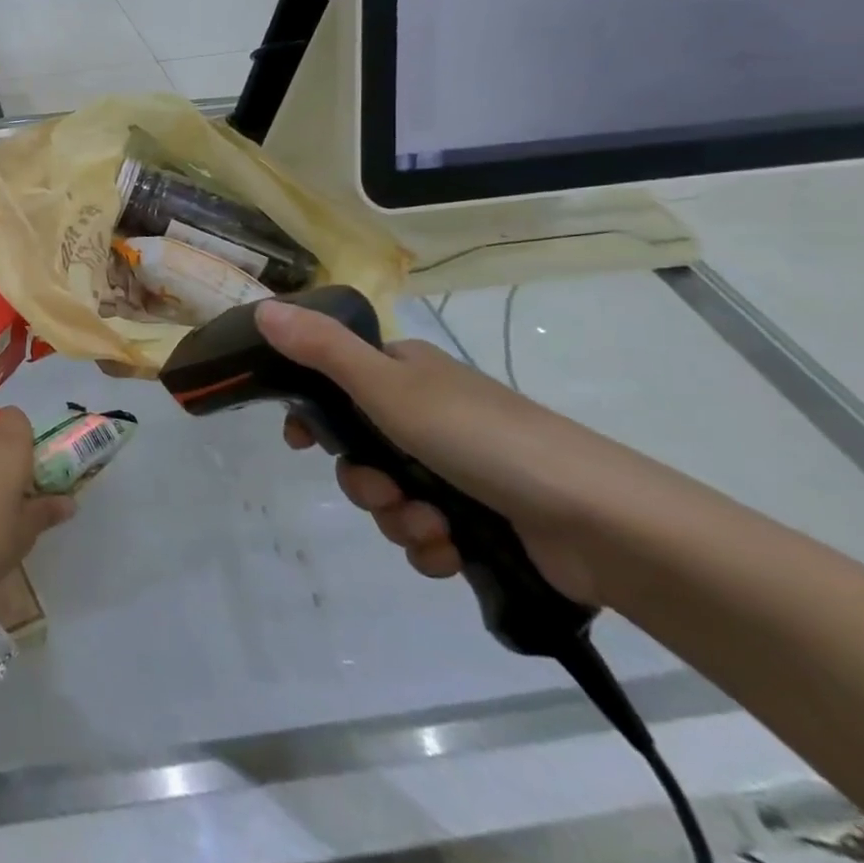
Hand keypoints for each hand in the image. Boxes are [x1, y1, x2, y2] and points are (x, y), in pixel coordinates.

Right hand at [255, 300, 604, 604]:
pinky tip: (451, 552)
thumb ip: (321, 350)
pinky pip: (427, 535)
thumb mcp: (388, 387)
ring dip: (397, 519)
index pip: (336, 384)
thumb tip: (261, 310)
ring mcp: (458, 470)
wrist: (602, 522)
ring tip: (430, 528)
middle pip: (359, 449)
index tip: (297, 441)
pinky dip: (431, 546)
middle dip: (362, 481)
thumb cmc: (482, 438)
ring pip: (390, 497)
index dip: (312, 414)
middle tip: (382, 491)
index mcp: (406, 376)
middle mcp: (428, 416)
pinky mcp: (484, 521)